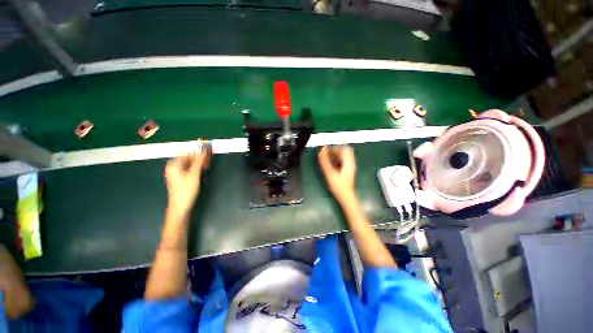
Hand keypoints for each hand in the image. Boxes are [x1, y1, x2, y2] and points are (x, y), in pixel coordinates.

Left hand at [165, 143, 210, 215]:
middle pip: (189, 157)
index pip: (188, 152)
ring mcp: (176, 172)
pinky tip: (202, 170)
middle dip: (200, 158)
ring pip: (190, 163)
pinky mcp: (180, 178)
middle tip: (209, 160)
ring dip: (199, 163)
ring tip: (207, 165)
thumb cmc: (186, 190)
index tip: (209, 151)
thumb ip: (200, 160)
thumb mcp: (195, 174)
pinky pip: (189, 168)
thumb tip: (204, 148)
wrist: (180, 207)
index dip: (199, 151)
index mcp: (174, 164)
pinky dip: (196, 168)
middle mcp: (173, 166)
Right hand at [318, 145, 356, 203]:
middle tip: (327, 153)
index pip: (345, 149)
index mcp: (349, 162)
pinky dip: (337, 160)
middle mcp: (351, 163)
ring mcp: (350, 167)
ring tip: (328, 158)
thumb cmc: (338, 186)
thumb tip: (321, 151)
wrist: (346, 197)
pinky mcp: (348, 171)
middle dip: (335, 150)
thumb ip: (325, 162)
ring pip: (344, 156)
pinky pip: (344, 161)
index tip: (327, 149)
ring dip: (336, 155)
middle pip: (345, 151)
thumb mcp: (330, 173)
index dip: (335, 147)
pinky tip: (331, 164)